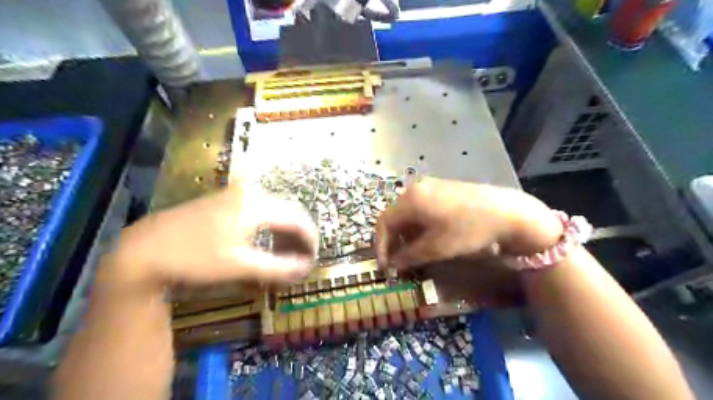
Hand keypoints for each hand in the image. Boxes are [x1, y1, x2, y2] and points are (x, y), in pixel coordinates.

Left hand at [104, 182, 319, 292]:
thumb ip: (278, 268)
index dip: (310, 240)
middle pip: (288, 212)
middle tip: (300, 260)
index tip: (314, 259)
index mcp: (256, 204)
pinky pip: (258, 212)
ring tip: (284, 255)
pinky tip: (263, 245)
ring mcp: (235, 195)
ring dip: (283, 234)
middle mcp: (249, 193)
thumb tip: (307, 269)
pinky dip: (268, 229)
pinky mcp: (224, 202)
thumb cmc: (194, 259)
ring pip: (273, 212)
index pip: (298, 219)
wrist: (141, 251)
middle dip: (298, 237)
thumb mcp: (240, 267)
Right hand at [376, 178, 565, 306]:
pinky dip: (418, 224)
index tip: (385, 265)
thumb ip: (409, 256)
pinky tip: (428, 236)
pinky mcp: (443, 188)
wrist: (507, 211)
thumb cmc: (467, 229)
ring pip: (407, 212)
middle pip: (394, 216)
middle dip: (393, 240)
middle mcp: (415, 188)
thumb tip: (393, 264)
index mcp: (410, 200)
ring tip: (413, 251)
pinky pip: (421, 207)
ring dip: (405, 233)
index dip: (381, 245)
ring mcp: (430, 186)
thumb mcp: (436, 247)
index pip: (383, 222)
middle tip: (398, 260)